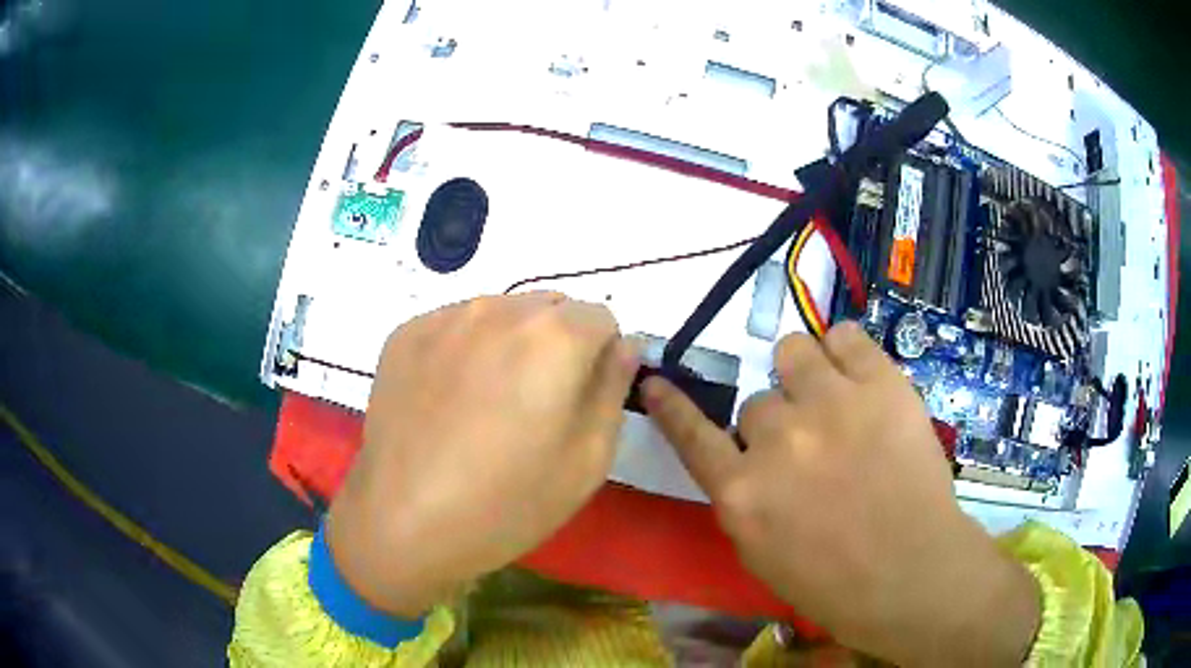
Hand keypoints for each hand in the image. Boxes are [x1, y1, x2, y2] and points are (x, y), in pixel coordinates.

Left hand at [328, 292, 639, 616]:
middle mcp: (499, 309)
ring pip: (500, 313)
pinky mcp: (405, 334)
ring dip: (508, 344)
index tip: (579, 398)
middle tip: (533, 404)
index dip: (599, 357)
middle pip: (549, 308)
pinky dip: (463, 350)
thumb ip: (613, 388)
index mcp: (554, 336)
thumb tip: (623, 345)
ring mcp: (445, 318)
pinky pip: (454, 326)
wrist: (403, 523)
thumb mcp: (587, 459)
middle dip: (556, 343)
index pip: (600, 317)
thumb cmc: (507, 503)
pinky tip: (447, 401)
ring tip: (486, 405)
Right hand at [643, 322, 1039, 666]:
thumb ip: (743, 500)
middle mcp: (777, 441)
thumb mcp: (763, 554)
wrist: (912, 573)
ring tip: (834, 399)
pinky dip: (844, 352)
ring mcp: (830, 405)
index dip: (672, 406)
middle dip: (779, 423)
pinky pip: (843, 335)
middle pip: (758, 402)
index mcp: (742, 494)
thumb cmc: (835, 582)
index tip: (655, 382)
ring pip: (792, 352)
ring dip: (805, 375)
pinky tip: (857, 376)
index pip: (692, 435)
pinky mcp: (879, 383)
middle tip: (813, 445)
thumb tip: (743, 461)